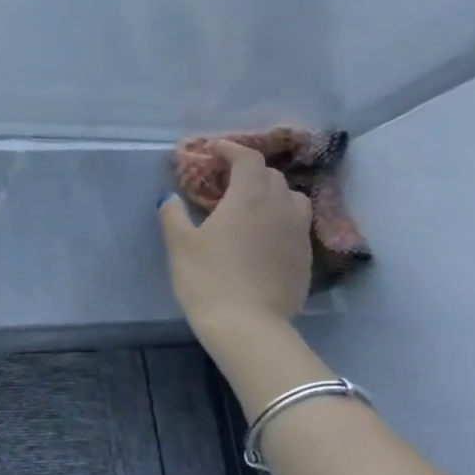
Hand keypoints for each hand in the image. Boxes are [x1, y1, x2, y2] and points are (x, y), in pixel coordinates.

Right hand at [161, 140, 311, 341]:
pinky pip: (296, 224)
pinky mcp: (305, 256)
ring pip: (292, 198)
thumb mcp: (180, 244)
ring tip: (251, 204)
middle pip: (271, 175)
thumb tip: (169, 198)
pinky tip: (262, 235)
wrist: (248, 325)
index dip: (231, 149)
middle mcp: (280, 207)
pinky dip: (280, 218)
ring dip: (272, 192)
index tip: (213, 150)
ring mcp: (298, 233)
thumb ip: (173, 214)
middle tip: (224, 179)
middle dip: (248, 170)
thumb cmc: (207, 278)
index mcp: (249, 198)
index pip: (248, 159)